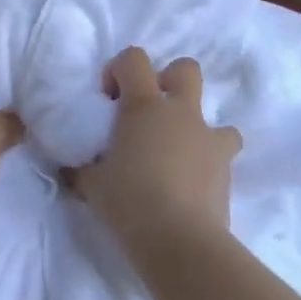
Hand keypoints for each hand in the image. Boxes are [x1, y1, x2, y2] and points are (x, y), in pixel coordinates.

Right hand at [68, 47, 242, 247]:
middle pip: (185, 69)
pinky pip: (222, 155)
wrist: (179, 241)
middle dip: (169, 82)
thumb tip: (73, 169)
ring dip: (196, 129)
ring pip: (215, 115)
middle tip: (149, 113)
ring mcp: (209, 139)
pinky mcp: (227, 170)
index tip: (108, 99)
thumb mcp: (91, 184)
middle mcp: (180, 113)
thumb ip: (83, 168)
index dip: (119, 69)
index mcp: (143, 106)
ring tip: (177, 155)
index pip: (133, 59)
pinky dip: (208, 163)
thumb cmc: (128, 202)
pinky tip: (190, 185)